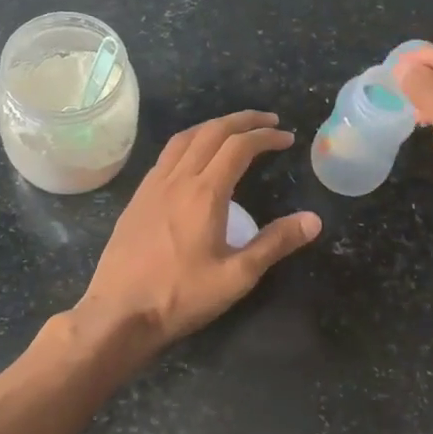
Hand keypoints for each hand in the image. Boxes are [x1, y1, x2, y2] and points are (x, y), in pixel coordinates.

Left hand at [78, 111, 321, 350]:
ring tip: (234, 130)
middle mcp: (177, 178)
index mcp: (205, 192)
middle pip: (211, 132)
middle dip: (242, 120)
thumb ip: (275, 243)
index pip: (239, 147)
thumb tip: (313, 219)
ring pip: (185, 138)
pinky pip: (166, 155)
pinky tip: (194, 159)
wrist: (118, 313)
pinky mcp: (137, 198)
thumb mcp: (236, 276)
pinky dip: (189, 142)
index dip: (265, 136)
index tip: (286, 138)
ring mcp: (153, 185)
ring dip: (213, 126)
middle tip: (267, 121)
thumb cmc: (180, 296)